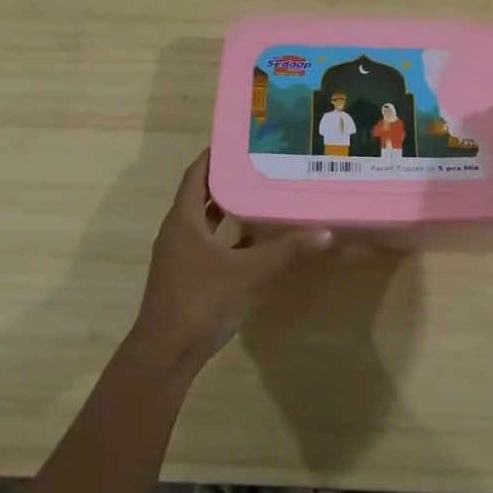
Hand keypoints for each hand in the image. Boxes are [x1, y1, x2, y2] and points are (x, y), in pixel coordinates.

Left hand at [131, 149, 331, 370]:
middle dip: (229, 178)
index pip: (197, 174)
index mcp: (183, 220)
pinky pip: (211, 244)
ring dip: (230, 207)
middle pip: (203, 194)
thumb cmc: (200, 302)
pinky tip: (256, 238)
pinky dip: (230, 236)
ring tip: (263, 192)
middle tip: (261, 163)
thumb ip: (285, 251)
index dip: (215, 154)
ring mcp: (181, 255)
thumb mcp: (247, 273)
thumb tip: (325, 232)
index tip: (242, 139)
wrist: (166, 353)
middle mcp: (178, 231)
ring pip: (207, 221)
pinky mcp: (189, 275)